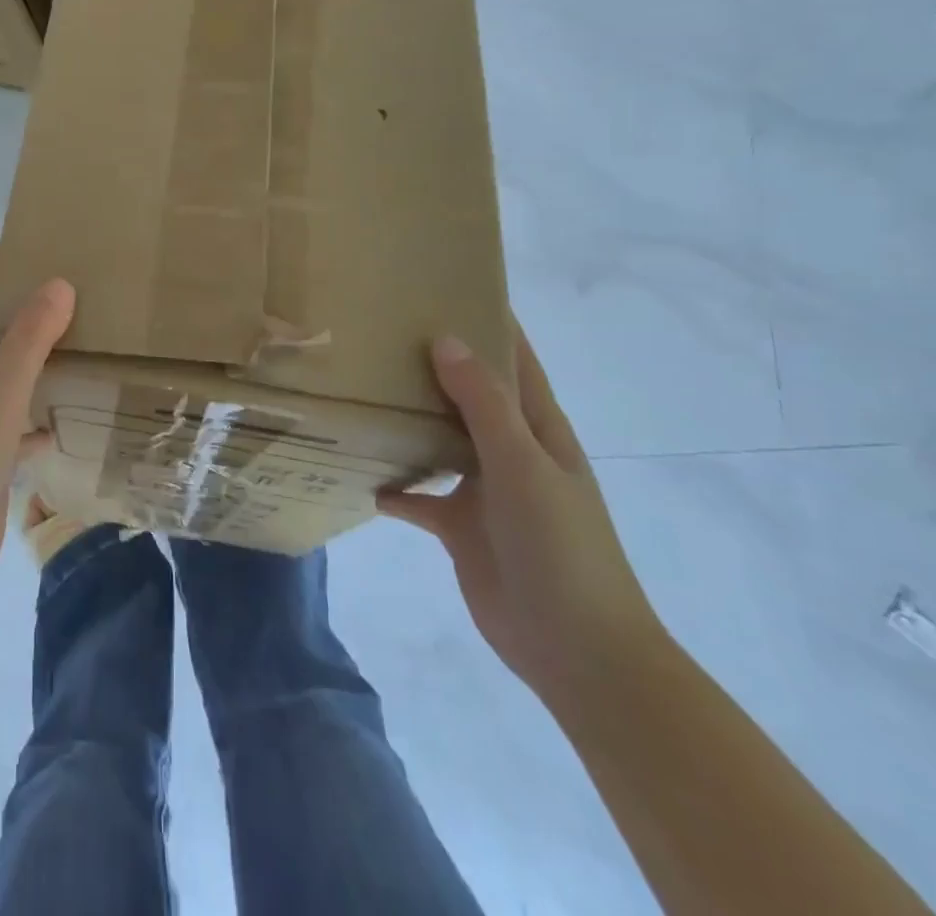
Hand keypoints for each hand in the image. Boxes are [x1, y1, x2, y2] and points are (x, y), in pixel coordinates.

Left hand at [0, 255, 74, 613]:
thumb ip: (28, 339)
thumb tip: (59, 283)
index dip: (3, 267)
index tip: (39, 238)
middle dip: (31, 310)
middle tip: (80, 286)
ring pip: (10, 378)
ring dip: (39, 360)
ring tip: (85, 339)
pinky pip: (18, 423)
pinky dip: (40, 414)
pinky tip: (69, 414)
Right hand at [377, 327, 664, 711]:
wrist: (577, 651)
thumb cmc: (561, 547)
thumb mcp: (524, 466)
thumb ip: (484, 404)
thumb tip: (446, 339)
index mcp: (537, 428)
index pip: (513, 360)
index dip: (488, 322)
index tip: (445, 284)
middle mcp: (509, 450)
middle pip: (468, 394)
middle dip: (432, 362)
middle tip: (379, 328)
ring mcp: (484, 489)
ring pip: (439, 439)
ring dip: (408, 418)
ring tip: (359, 387)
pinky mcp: (459, 526)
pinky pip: (418, 496)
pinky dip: (392, 484)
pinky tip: (357, 470)